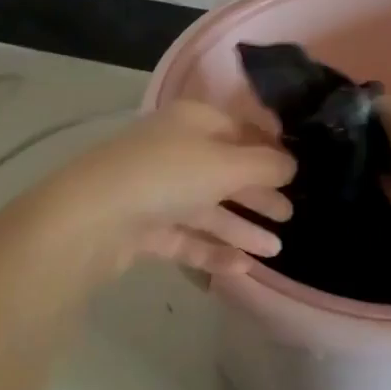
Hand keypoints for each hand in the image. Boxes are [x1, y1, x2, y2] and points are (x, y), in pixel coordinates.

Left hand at [22, 100, 294, 282]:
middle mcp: (174, 150)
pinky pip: (187, 236)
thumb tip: (291, 165)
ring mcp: (156, 190)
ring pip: (207, 206)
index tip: (298, 171)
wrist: (92, 218)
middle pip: (225, 169)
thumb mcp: (226, 164)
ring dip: (241, 225)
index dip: (269, 148)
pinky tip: (244, 268)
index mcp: (193, 121)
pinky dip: (214, 249)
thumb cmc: (167, 175)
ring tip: (276, 249)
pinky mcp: (143, 227)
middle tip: (291, 214)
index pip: (239, 129)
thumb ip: (265, 164)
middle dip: (258, 191)